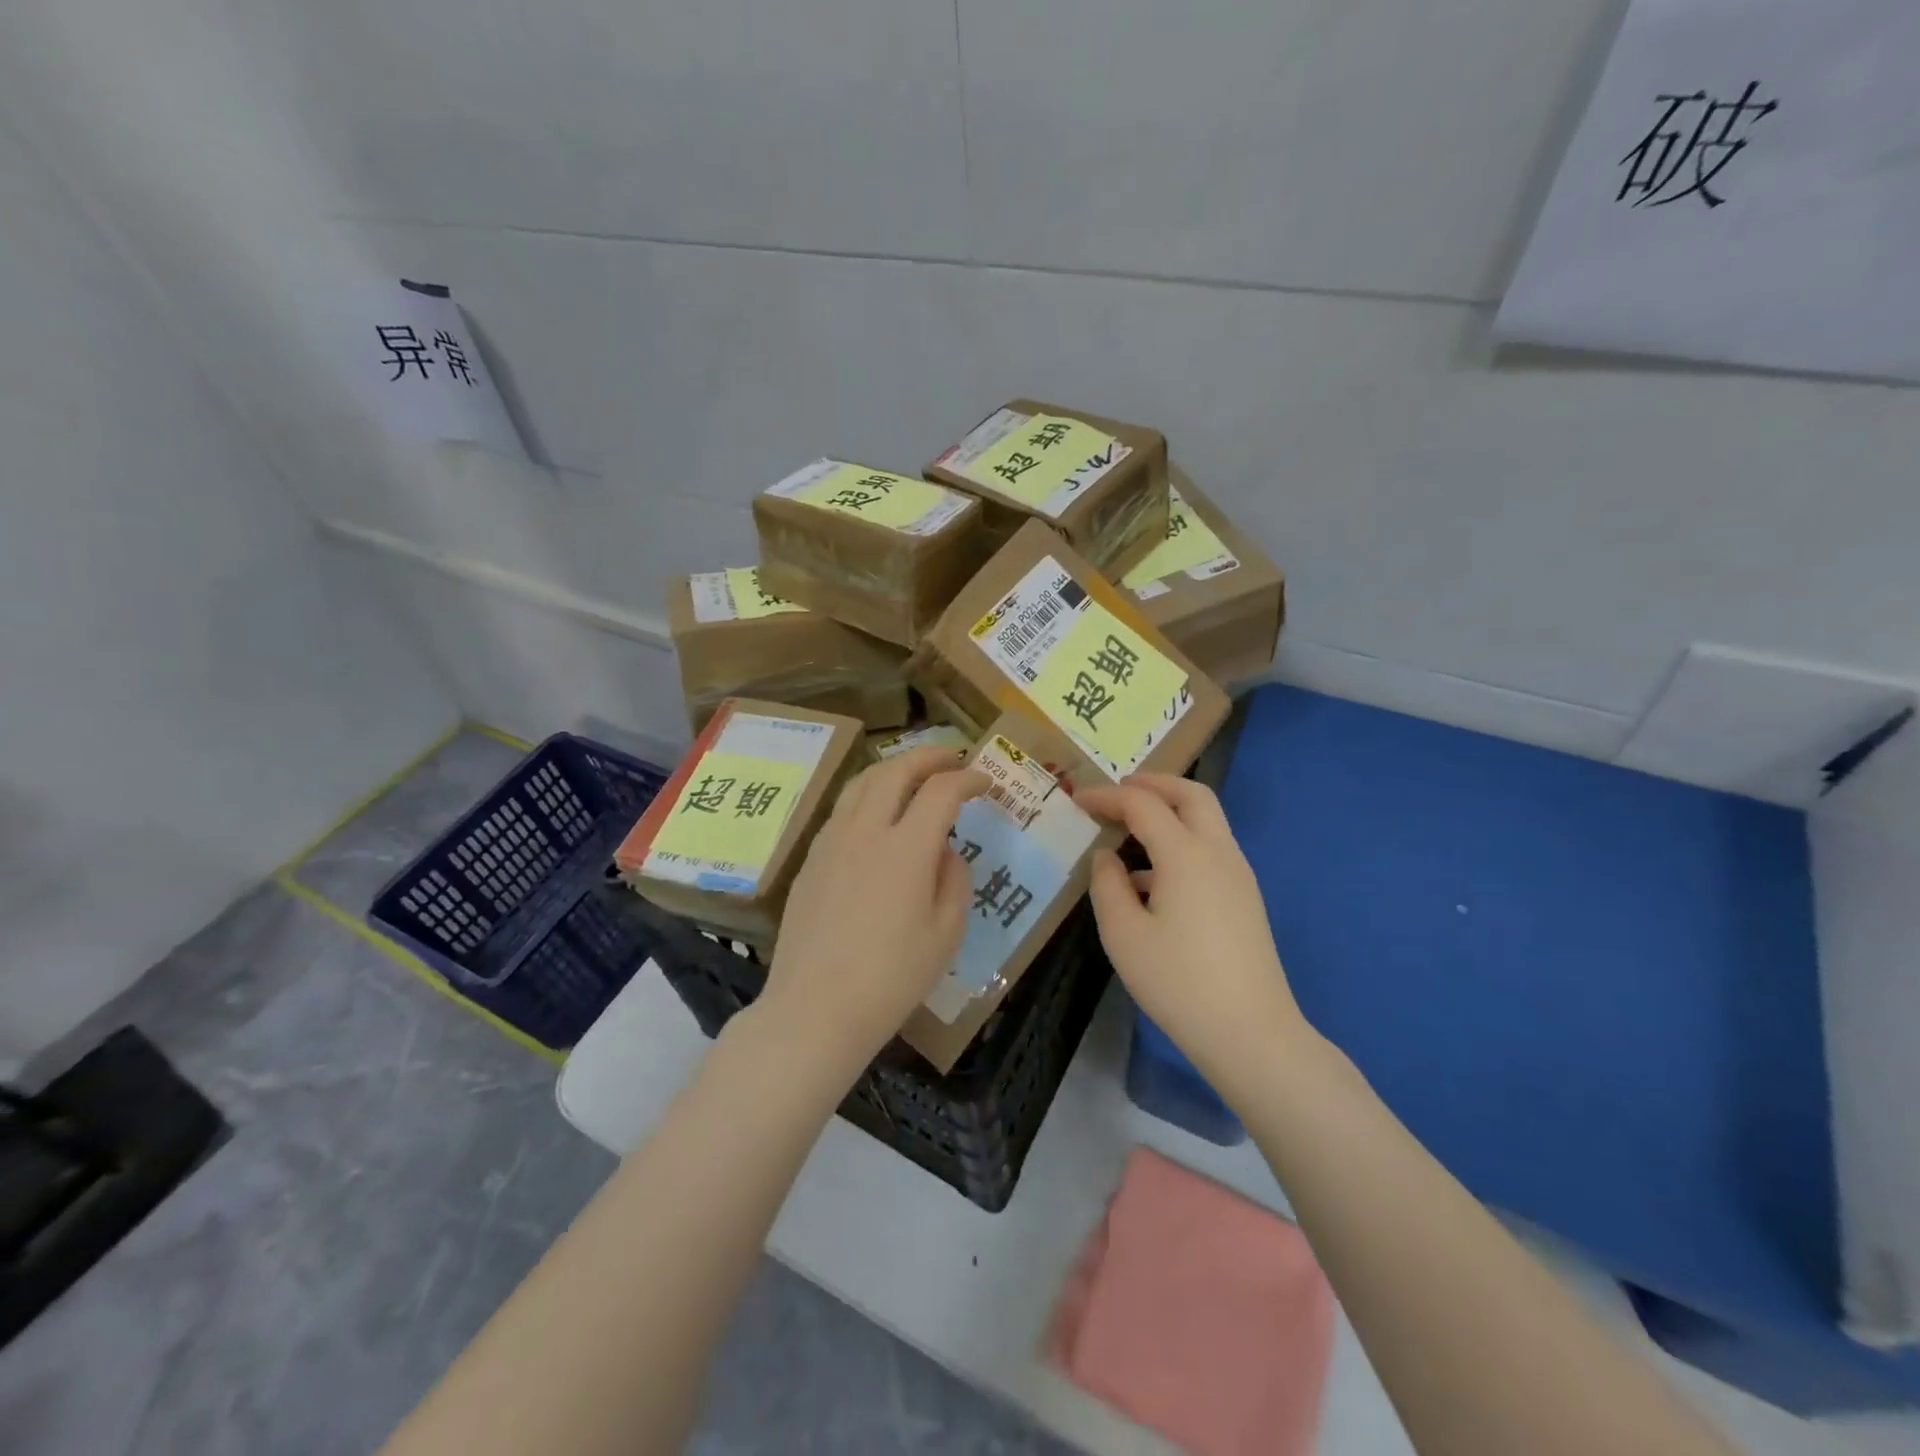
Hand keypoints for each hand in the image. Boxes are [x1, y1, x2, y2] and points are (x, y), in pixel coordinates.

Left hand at [762, 745, 988, 1069]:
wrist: (815, 1009)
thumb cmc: (891, 979)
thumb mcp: (945, 934)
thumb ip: (954, 880)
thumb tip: (945, 851)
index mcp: (906, 848)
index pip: (941, 791)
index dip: (968, 779)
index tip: (985, 783)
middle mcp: (865, 831)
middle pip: (896, 770)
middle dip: (929, 756)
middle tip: (952, 758)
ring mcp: (831, 841)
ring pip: (862, 782)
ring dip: (894, 768)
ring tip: (914, 774)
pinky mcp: (811, 859)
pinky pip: (843, 809)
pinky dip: (868, 794)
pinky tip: (877, 814)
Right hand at [1075, 774, 1316, 1094]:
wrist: (1251, 1033)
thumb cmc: (1179, 982)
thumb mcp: (1124, 934)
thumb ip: (1107, 885)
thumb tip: (1107, 857)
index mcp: (1186, 854)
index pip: (1142, 804)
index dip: (1107, 796)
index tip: (1077, 799)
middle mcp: (1218, 852)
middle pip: (1191, 794)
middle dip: (1153, 783)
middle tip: (1118, 790)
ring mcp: (1238, 875)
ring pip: (1206, 820)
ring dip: (1170, 811)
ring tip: (1129, 830)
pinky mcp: (1245, 898)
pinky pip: (1210, 849)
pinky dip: (1181, 841)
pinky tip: (1151, 879)